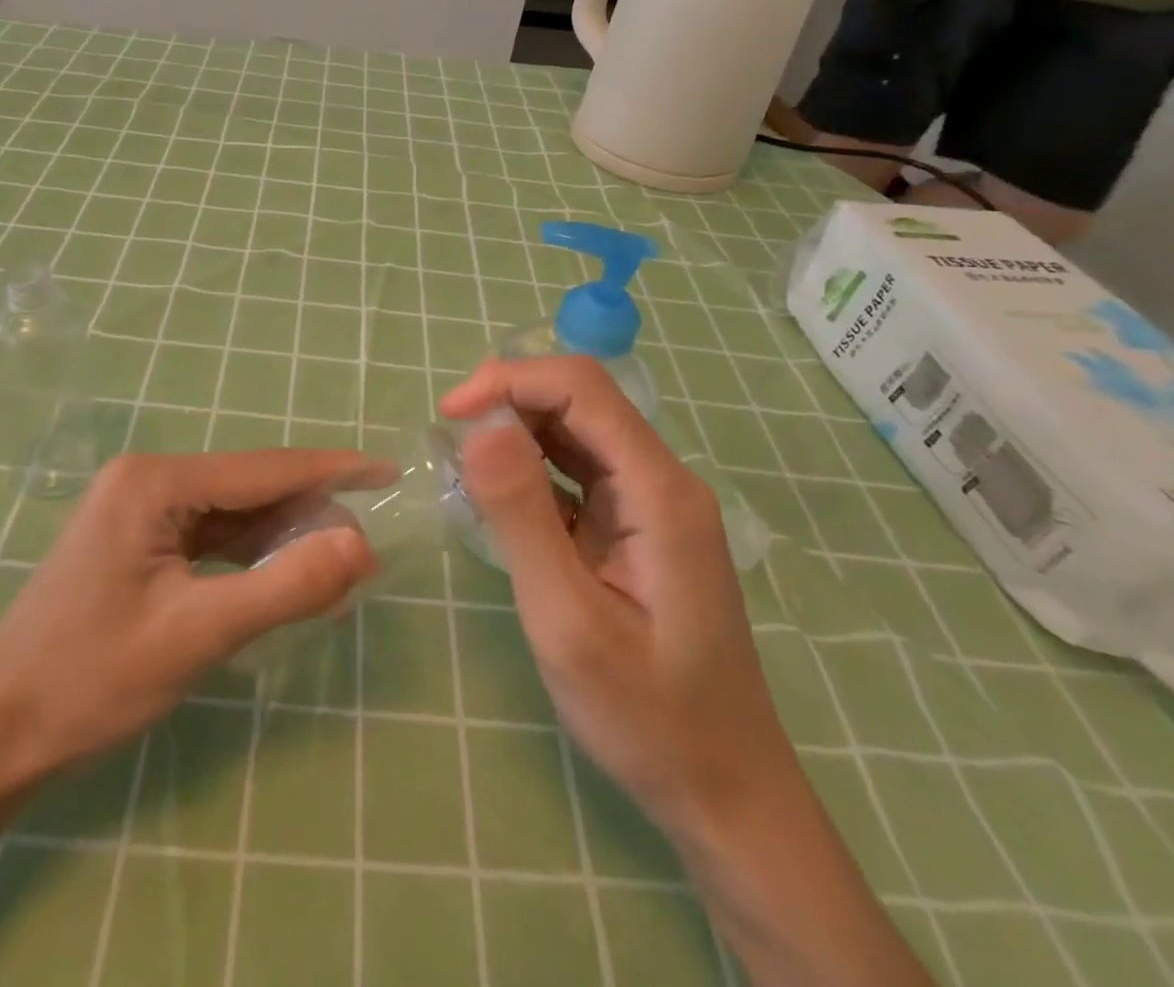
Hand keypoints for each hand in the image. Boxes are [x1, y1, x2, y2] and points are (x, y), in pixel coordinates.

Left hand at [0, 450, 385, 776]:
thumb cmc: (90, 681)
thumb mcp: (198, 635)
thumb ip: (285, 586)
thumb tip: (362, 545)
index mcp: (155, 482)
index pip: (265, 468)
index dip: (331, 469)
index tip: (387, 470)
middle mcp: (148, 479)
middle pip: (251, 488)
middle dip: (308, 516)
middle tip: (362, 558)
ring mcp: (140, 508)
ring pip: (234, 513)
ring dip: (282, 539)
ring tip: (333, 572)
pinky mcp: (139, 539)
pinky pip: (211, 536)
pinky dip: (250, 556)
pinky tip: (281, 577)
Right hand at [439, 358, 789, 826]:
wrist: (724, 792)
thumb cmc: (646, 716)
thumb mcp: (568, 619)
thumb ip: (521, 515)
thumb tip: (479, 426)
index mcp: (658, 490)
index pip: (581, 389)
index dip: (510, 381)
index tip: (450, 416)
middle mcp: (662, 480)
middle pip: (581, 400)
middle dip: (509, 400)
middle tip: (449, 440)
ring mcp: (652, 503)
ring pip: (577, 431)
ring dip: (517, 431)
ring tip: (464, 463)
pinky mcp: (636, 526)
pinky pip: (579, 471)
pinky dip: (532, 467)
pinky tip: (498, 496)